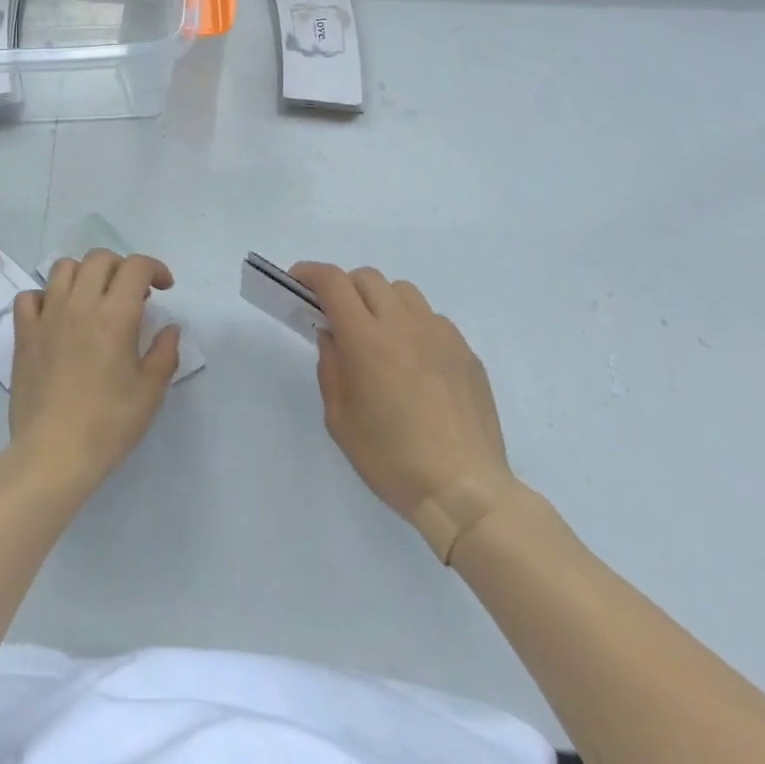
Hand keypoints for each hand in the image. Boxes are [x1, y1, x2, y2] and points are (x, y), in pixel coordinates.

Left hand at [7, 249, 180, 497]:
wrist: (52, 454)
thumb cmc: (107, 425)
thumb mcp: (149, 393)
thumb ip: (164, 353)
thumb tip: (169, 328)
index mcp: (115, 316)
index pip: (136, 267)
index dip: (154, 268)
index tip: (164, 287)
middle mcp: (80, 304)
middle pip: (100, 259)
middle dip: (121, 267)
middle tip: (131, 294)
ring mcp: (47, 315)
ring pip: (64, 268)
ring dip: (84, 274)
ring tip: (94, 299)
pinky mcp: (24, 333)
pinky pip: (30, 296)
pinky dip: (45, 296)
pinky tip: (56, 316)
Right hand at [296, 262, 526, 564]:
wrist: (466, 493)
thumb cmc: (392, 460)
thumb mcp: (340, 420)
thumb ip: (331, 369)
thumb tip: (332, 336)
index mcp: (367, 339)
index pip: (333, 282)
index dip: (310, 273)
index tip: (298, 282)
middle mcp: (404, 325)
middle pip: (367, 278)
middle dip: (345, 288)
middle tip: (338, 318)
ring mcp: (440, 335)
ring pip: (403, 292)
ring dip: (381, 301)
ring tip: (379, 336)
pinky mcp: (465, 352)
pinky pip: (432, 319)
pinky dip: (413, 325)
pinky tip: (415, 363)